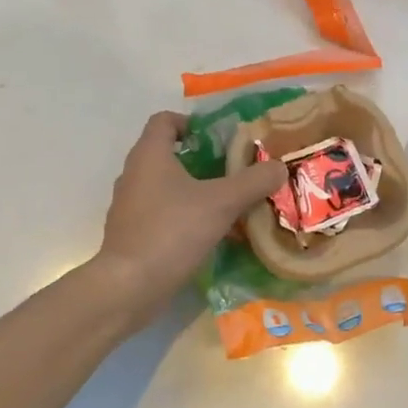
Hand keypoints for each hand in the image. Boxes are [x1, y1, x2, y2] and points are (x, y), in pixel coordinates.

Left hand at [93, 112, 288, 330]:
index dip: (191, 123)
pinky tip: (205, 233)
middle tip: (231, 171)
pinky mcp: (129, 233)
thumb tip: (279, 166)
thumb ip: (252, 181)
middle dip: (200, 160)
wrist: (129, 287)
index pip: (164, 120)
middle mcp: (133, 174)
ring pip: (163, 186)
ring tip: (224, 204)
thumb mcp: (221, 203)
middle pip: (166, 154)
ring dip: (191, 190)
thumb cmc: (172, 231)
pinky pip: (159, 213)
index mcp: (149, 155)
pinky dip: (180, 216)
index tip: (217, 138)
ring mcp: (128, 206)